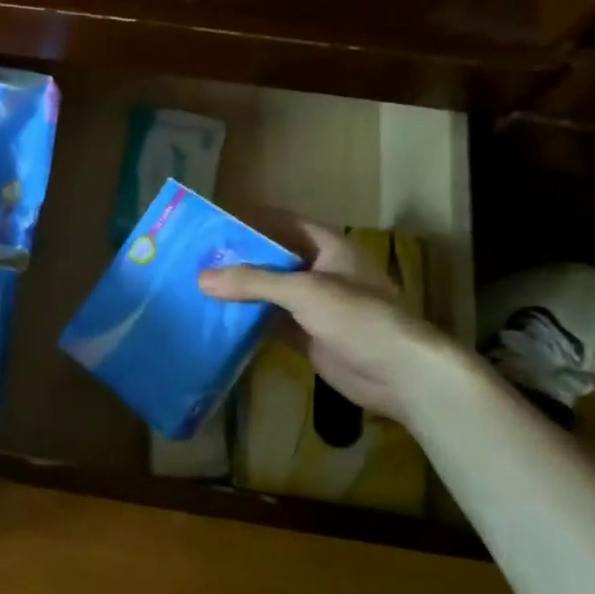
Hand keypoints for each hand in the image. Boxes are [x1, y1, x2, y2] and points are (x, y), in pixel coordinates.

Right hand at [199, 218, 459, 418]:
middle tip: (194, 257)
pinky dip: (247, 320)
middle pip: (272, 257)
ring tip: (197, 286)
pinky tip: (216, 319)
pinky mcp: (308, 334)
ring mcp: (314, 305)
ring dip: (240, 291)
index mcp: (327, 247)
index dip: (250, 219)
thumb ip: (252, 282)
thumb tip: (201, 277)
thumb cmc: (358, 318)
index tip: (212, 222)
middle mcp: (319, 270)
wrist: (400, 374)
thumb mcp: (304, 291)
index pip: (282, 222)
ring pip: (269, 291)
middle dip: (237, 257)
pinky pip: (270, 321)